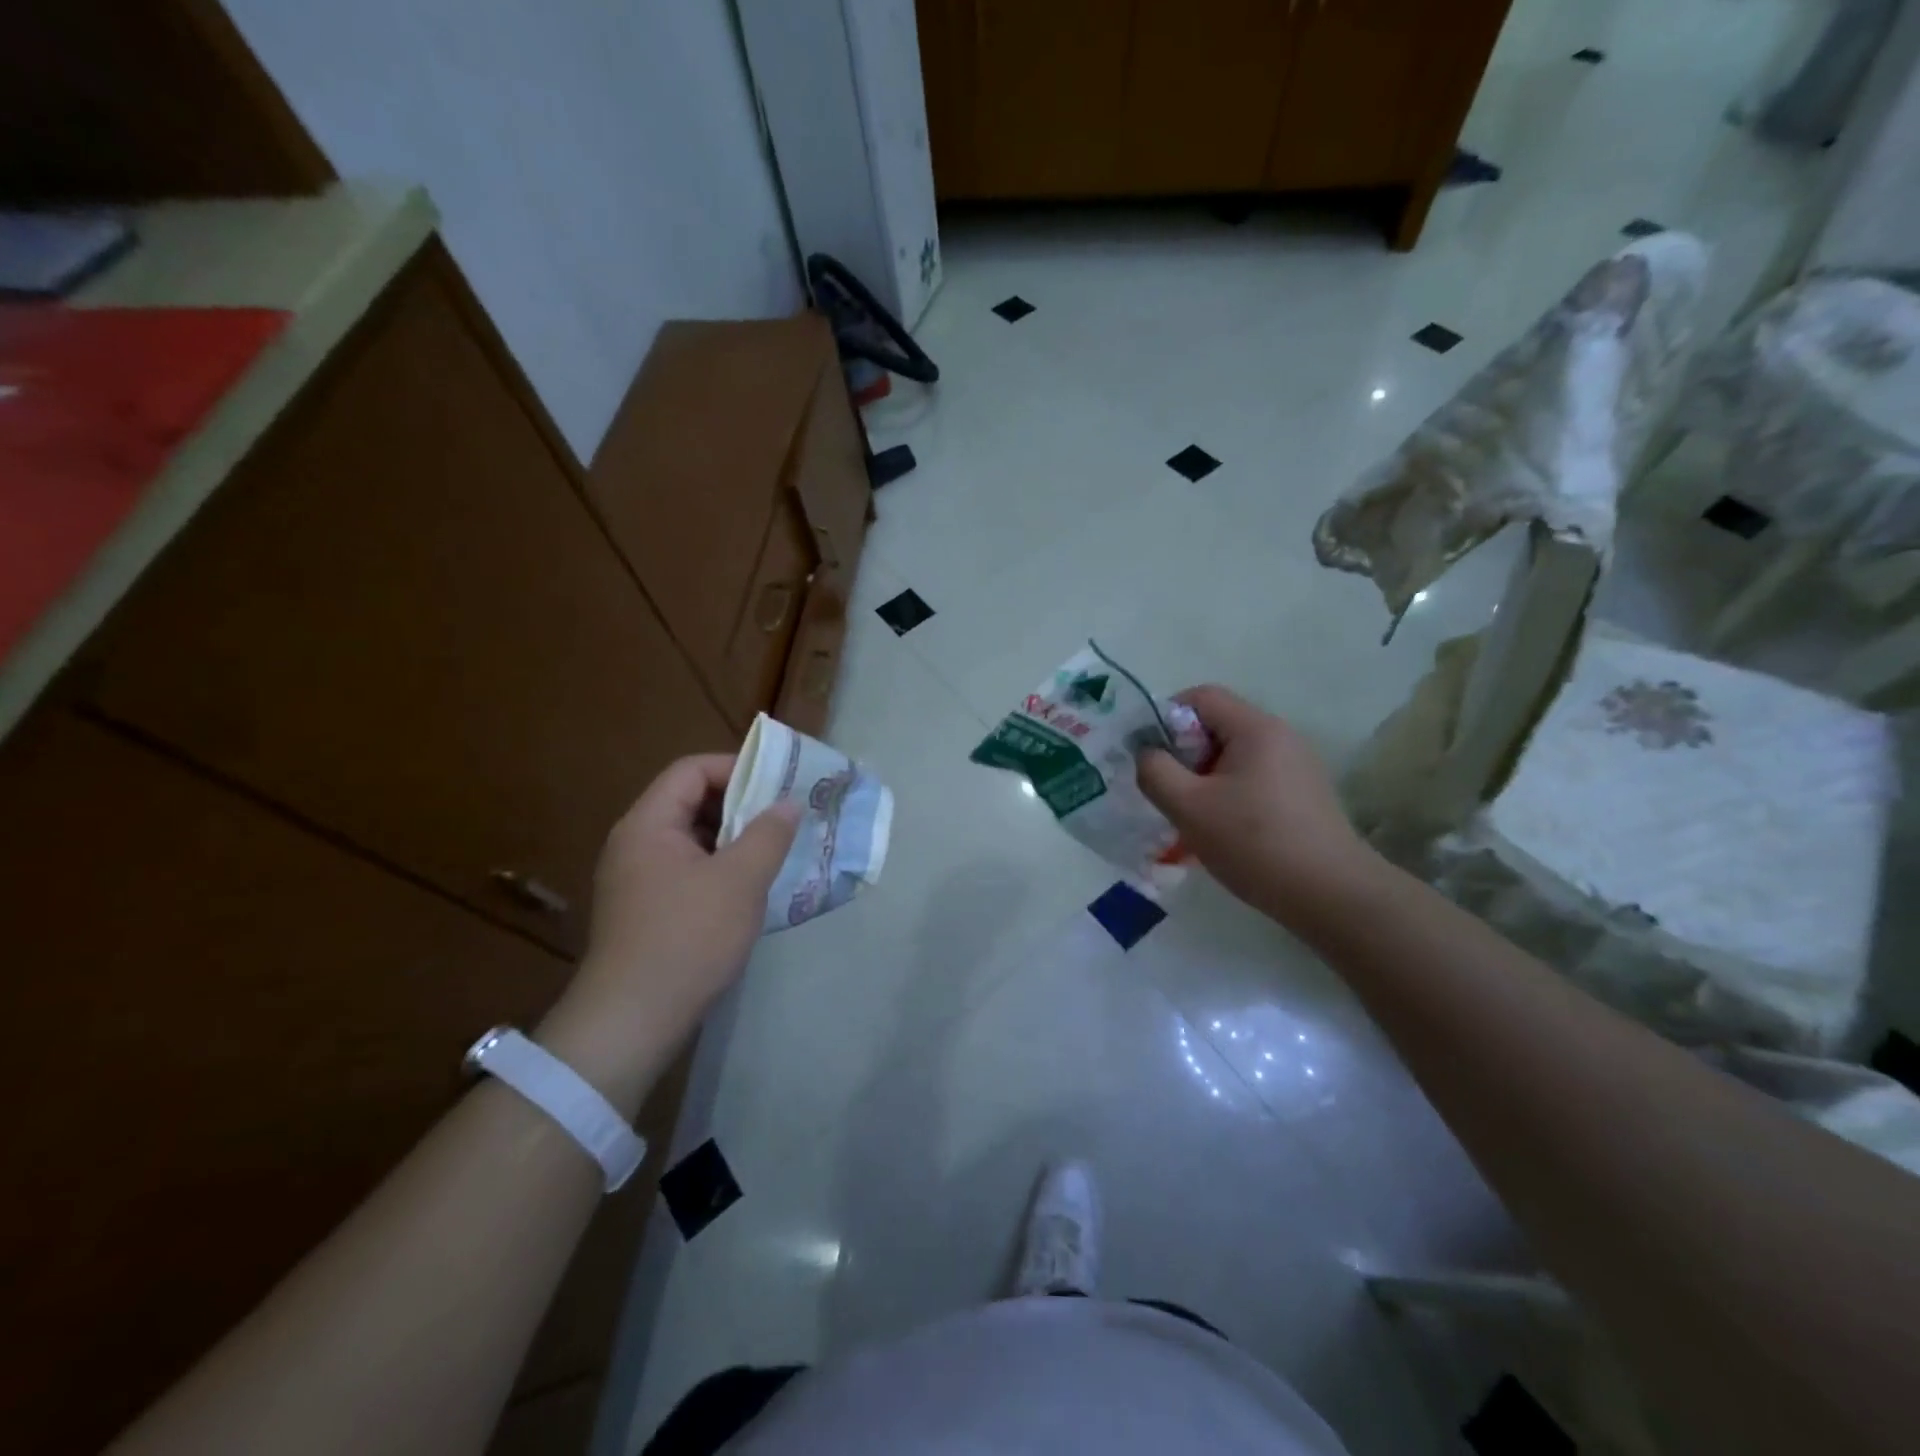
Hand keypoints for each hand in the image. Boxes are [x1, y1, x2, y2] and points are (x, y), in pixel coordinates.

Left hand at [539, 756, 799, 1106]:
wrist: (632, 1020)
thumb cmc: (688, 938)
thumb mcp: (740, 880)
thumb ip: (768, 834)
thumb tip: (787, 803)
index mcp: (648, 824)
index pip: (691, 770)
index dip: (736, 768)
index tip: (778, 784)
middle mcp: (635, 843)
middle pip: (689, 801)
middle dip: (740, 805)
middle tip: (783, 817)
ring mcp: (637, 879)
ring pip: (692, 839)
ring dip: (734, 839)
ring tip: (775, 851)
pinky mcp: (645, 909)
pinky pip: (687, 870)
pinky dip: (720, 868)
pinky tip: (750, 888)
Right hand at [1139, 686, 1381, 926]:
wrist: (1331, 895)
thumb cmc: (1254, 842)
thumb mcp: (1188, 806)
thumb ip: (1155, 771)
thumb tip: (1147, 754)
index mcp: (1256, 728)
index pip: (1201, 697)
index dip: (1165, 719)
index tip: (1152, 758)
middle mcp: (1281, 736)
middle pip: (1217, 726)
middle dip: (1184, 754)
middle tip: (1169, 793)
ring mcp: (1297, 766)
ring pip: (1233, 756)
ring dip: (1204, 779)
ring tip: (1193, 817)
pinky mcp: (1304, 794)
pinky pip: (1253, 779)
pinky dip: (1229, 795)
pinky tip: (1224, 832)